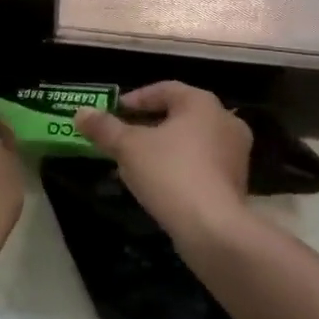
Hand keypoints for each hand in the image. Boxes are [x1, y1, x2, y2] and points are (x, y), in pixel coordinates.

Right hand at [76, 82, 251, 240]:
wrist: (214, 229)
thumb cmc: (170, 173)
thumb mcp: (128, 147)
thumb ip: (104, 128)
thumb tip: (81, 112)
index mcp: (202, 103)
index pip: (165, 89)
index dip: (136, 98)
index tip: (114, 111)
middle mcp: (225, 121)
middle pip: (179, 115)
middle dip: (149, 124)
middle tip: (124, 136)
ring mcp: (236, 154)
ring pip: (192, 141)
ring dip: (164, 148)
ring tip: (136, 162)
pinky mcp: (237, 183)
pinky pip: (203, 164)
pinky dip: (180, 167)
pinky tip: (160, 184)